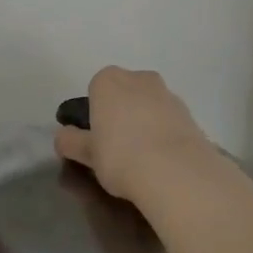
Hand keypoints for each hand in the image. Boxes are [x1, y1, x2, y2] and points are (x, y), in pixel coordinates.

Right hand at [54, 67, 218, 205]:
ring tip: (142, 158)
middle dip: (121, 113)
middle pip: (125, 94)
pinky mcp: (191, 114)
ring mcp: (168, 94)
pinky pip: (169, 120)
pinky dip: (164, 133)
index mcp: (108, 81)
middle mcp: (139, 78)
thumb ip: (71, 142)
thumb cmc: (121, 157)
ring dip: (144, 123)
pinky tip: (162, 161)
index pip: (95, 89)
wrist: (177, 173)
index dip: (94, 113)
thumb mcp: (87, 154)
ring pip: (149, 106)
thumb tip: (62, 137)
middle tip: (116, 147)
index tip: (96, 138)